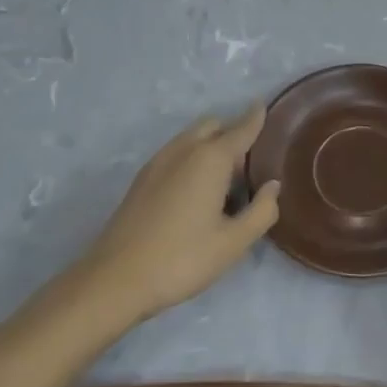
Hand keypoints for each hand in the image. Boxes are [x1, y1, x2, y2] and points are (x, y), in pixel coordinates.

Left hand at [75, 105, 278, 325]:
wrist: (115, 280)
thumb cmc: (181, 259)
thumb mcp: (233, 243)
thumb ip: (262, 211)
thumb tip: (272, 187)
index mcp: (211, 159)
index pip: (241, 128)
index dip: (256, 117)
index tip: (264, 105)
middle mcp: (184, 150)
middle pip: (213, 125)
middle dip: (232, 133)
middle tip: (246, 168)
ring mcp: (158, 162)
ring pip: (191, 138)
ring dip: (210, 146)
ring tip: (222, 184)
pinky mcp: (142, 179)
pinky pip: (176, 153)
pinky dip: (192, 158)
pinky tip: (194, 193)